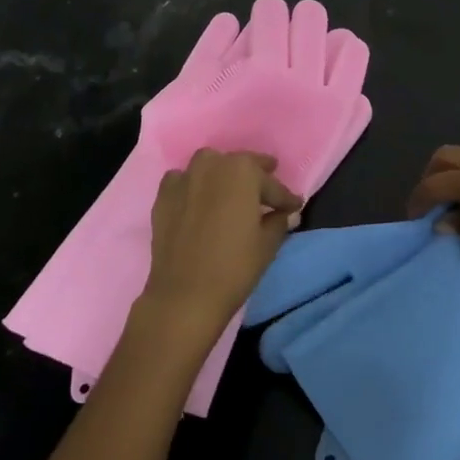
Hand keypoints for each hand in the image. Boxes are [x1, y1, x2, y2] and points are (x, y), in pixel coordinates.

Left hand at [137, 149, 301, 347]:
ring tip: (232, 193)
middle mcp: (212, 164)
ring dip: (223, 176)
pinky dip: (194, 187)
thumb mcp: (267, 244)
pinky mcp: (163, 195)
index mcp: (242, 170)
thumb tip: (284, 213)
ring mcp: (184, 177)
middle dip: (256, 178)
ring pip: (209, 167)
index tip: (295, 206)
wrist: (184, 294)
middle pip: (240, 167)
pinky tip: (199, 201)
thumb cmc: (234, 267)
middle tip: (267, 193)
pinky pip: (183, 181)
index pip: (271, 184)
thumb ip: (278, 221)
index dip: (285, 197)